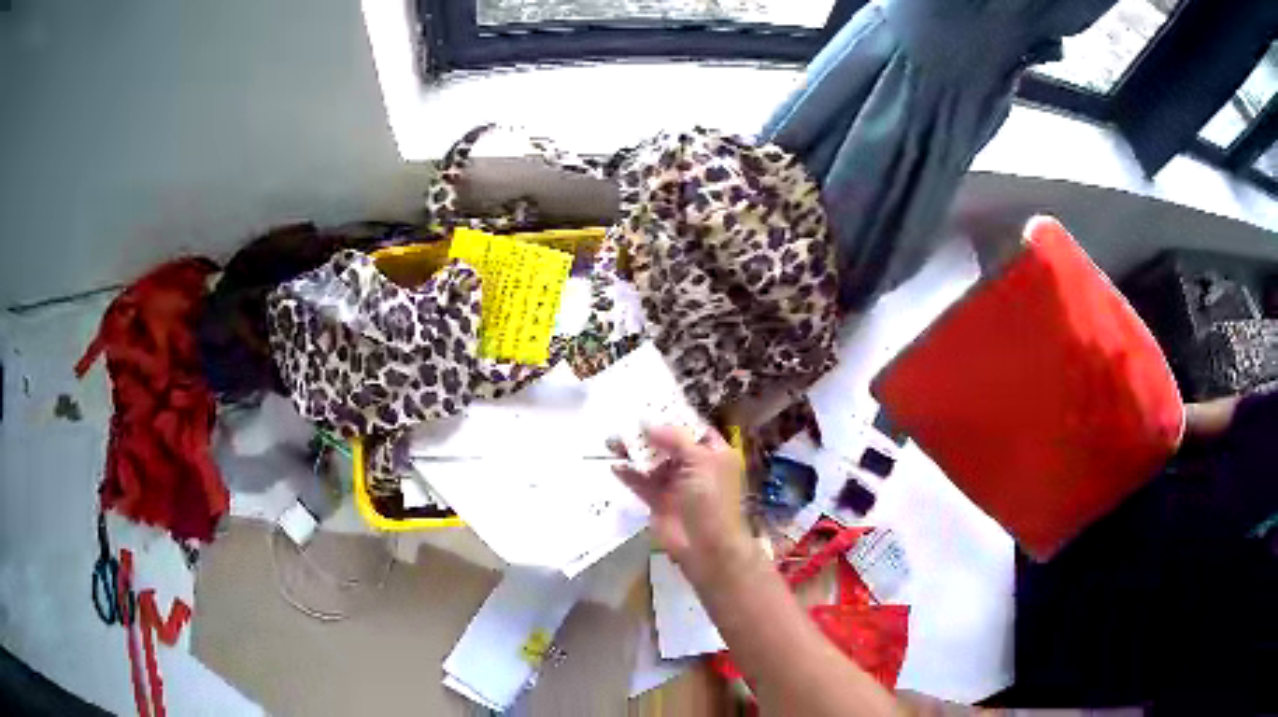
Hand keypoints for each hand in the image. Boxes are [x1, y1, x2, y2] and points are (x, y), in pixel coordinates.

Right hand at [608, 426, 752, 578]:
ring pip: (650, 461)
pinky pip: (640, 482)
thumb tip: (648, 423)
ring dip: (632, 451)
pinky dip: (627, 473)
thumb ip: (674, 438)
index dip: (673, 416)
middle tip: (623, 421)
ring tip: (612, 441)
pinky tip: (615, 465)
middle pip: (667, 443)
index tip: (649, 403)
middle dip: (646, 433)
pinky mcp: (657, 500)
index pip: (693, 428)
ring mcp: (674, 484)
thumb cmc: (711, 498)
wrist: (706, 545)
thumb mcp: (699, 461)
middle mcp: (694, 466)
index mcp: (712, 453)